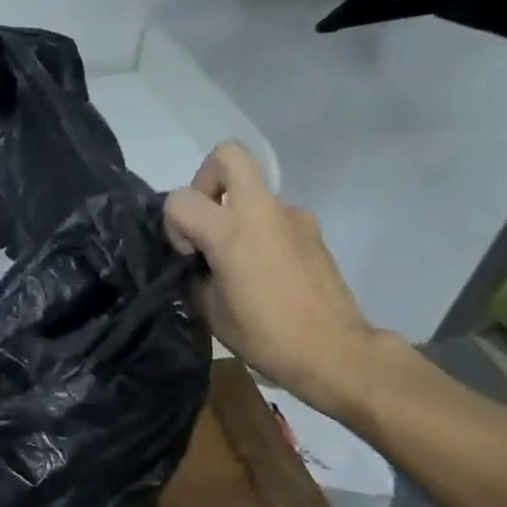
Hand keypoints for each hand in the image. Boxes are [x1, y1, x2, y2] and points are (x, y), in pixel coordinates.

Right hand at [164, 143, 397, 418]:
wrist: (333, 350)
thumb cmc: (263, 335)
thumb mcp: (209, 309)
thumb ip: (193, 273)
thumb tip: (194, 261)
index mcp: (230, 231)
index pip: (180, 199)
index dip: (173, 224)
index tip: (188, 256)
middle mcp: (262, 210)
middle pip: (228, 155)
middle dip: (207, 180)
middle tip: (206, 221)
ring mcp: (293, 216)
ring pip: (253, 190)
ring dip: (236, 213)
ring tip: (238, 261)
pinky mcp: (312, 230)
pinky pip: (274, 216)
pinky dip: (261, 232)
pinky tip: (265, 272)